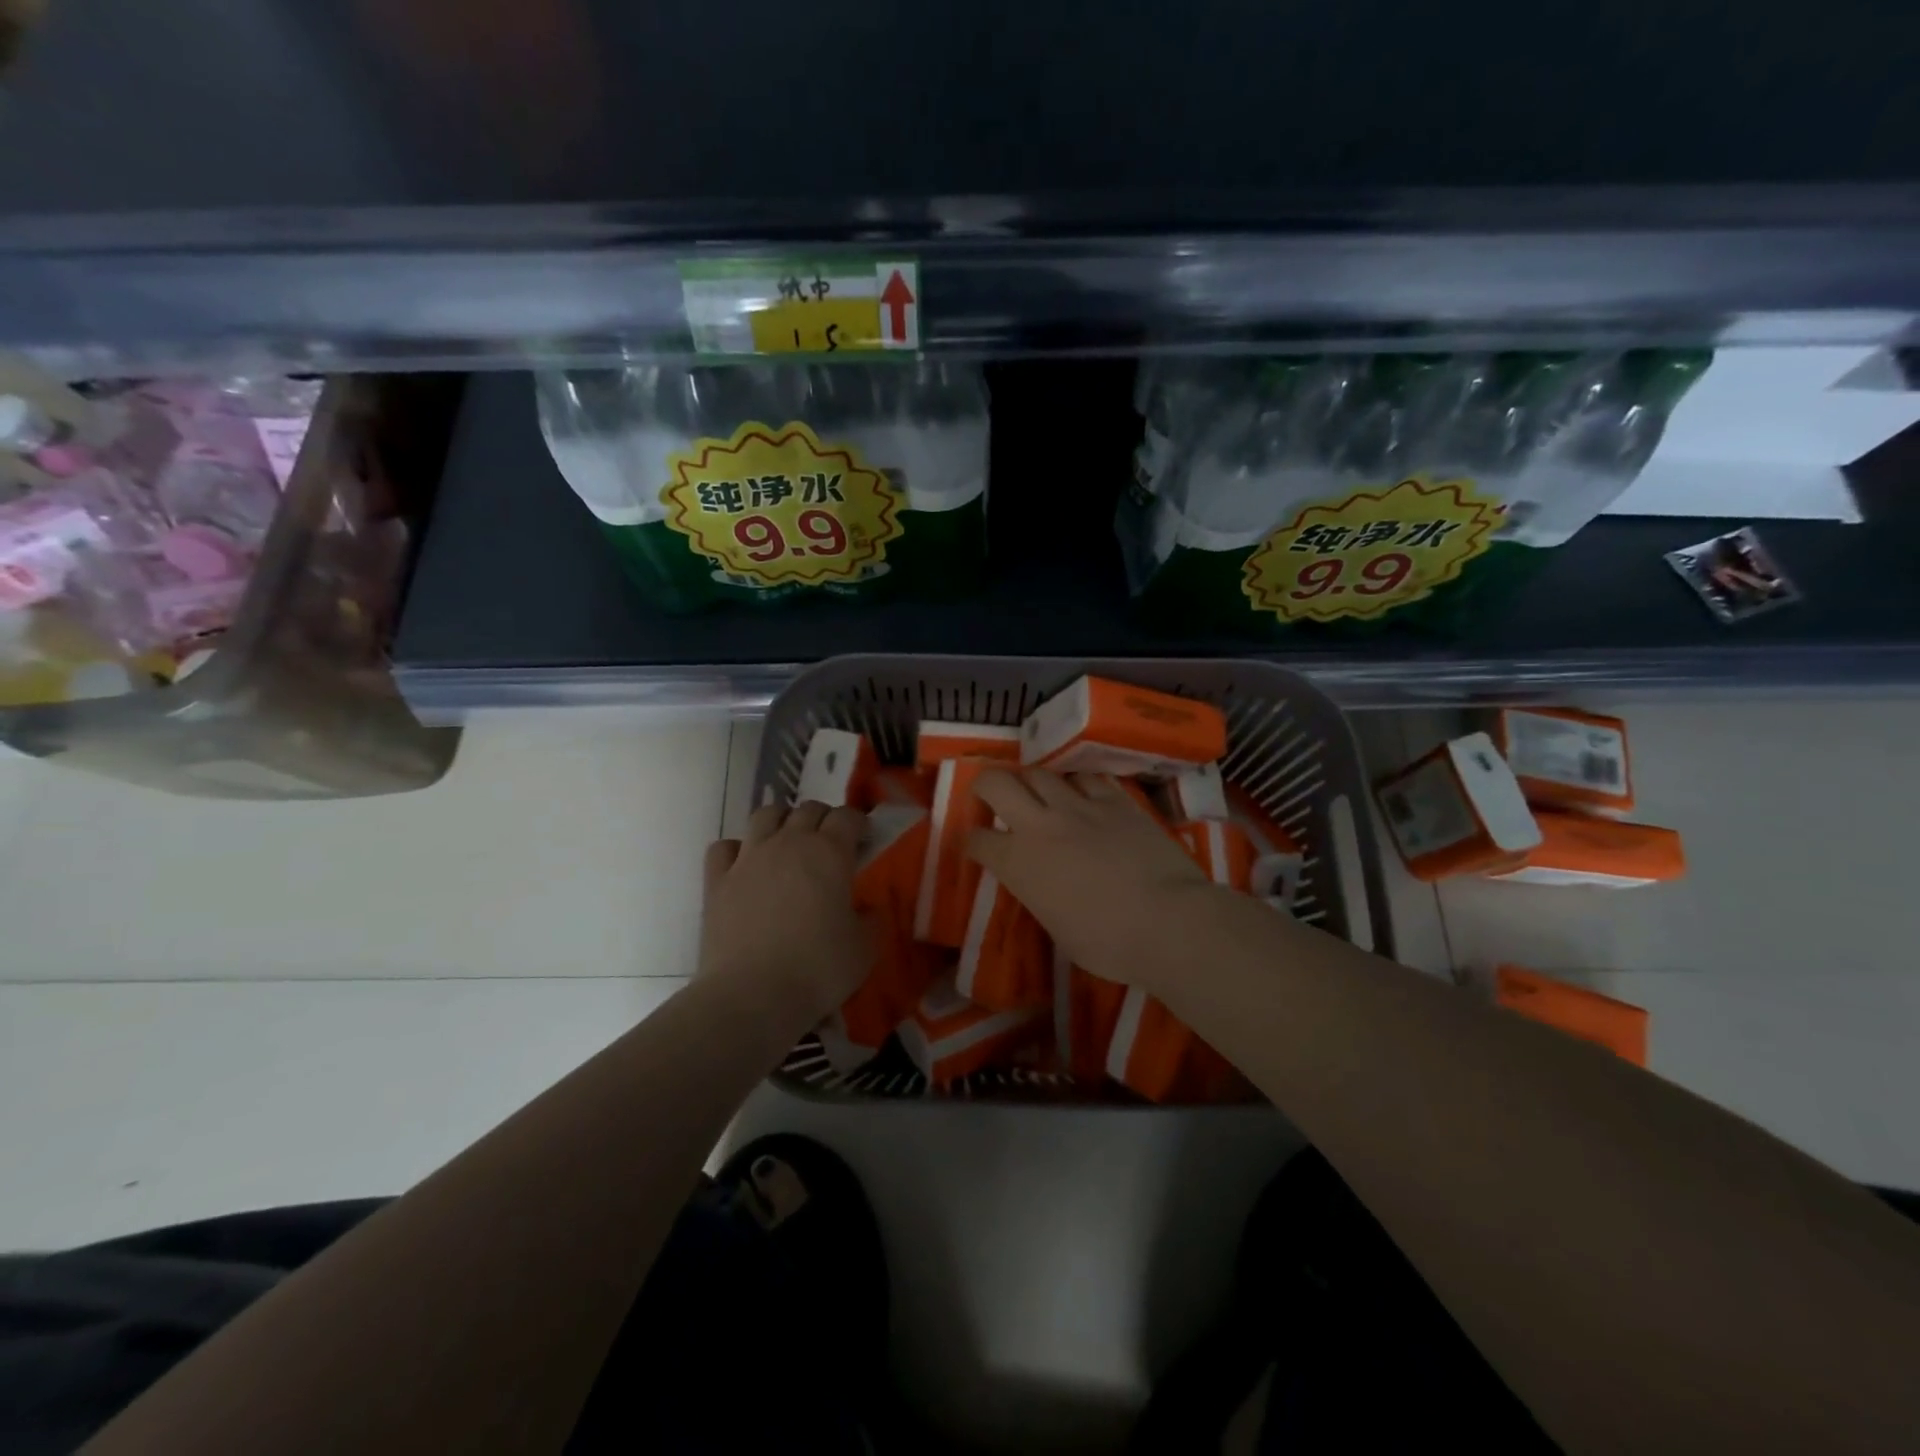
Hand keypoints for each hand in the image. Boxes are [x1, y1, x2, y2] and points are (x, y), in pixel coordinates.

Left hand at [700, 801, 873, 1033]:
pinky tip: (745, 865)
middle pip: (808, 810)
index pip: (847, 817)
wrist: (751, 995)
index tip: (865, 839)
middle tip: (831, 843)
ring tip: (788, 842)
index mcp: (829, 853)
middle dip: (824, 819)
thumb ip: (871, 920)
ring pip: (765, 815)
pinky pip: (725, 847)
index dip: (858, 823)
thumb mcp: (865, 949)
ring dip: (782, 821)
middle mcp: (788, 843)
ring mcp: (748, 858)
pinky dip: (737, 849)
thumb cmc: (818, 969)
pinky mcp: (717, 880)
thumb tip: (867, 909)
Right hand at [967, 769, 1221, 992]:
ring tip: (1040, 793)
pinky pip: (1087, 779)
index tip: (973, 844)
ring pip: (1041, 773)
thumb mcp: (1058, 929)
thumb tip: (1044, 885)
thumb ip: (1040, 896)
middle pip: (997, 783)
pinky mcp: (1116, 800)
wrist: (1167, 921)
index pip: (977, 840)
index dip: (970, 841)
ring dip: (1033, 782)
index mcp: (1019, 864)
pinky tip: (1083, 794)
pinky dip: (1078, 785)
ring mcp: (1079, 807)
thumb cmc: (1109, 943)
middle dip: (985, 784)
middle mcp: (1040, 825)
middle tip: (990, 794)